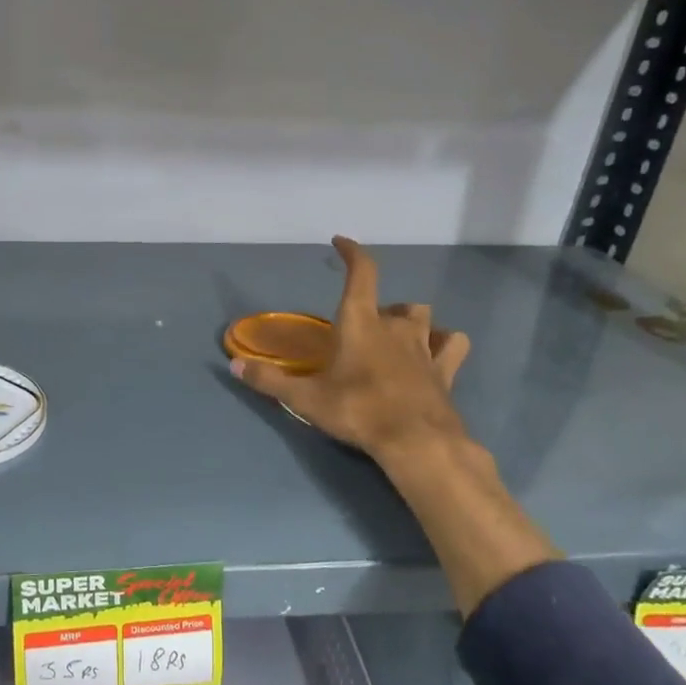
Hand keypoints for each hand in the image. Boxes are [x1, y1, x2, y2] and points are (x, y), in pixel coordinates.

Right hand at [230, 237, 473, 466]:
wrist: (416, 441)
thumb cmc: (357, 410)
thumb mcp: (305, 399)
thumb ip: (269, 380)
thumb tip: (233, 365)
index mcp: (360, 322)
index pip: (362, 272)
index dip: (352, 252)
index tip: (341, 242)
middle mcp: (395, 326)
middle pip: (394, 302)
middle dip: (380, 309)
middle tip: (363, 329)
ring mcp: (424, 347)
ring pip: (424, 317)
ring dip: (410, 321)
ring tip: (397, 337)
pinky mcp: (445, 370)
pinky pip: (452, 344)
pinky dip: (444, 343)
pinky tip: (436, 352)